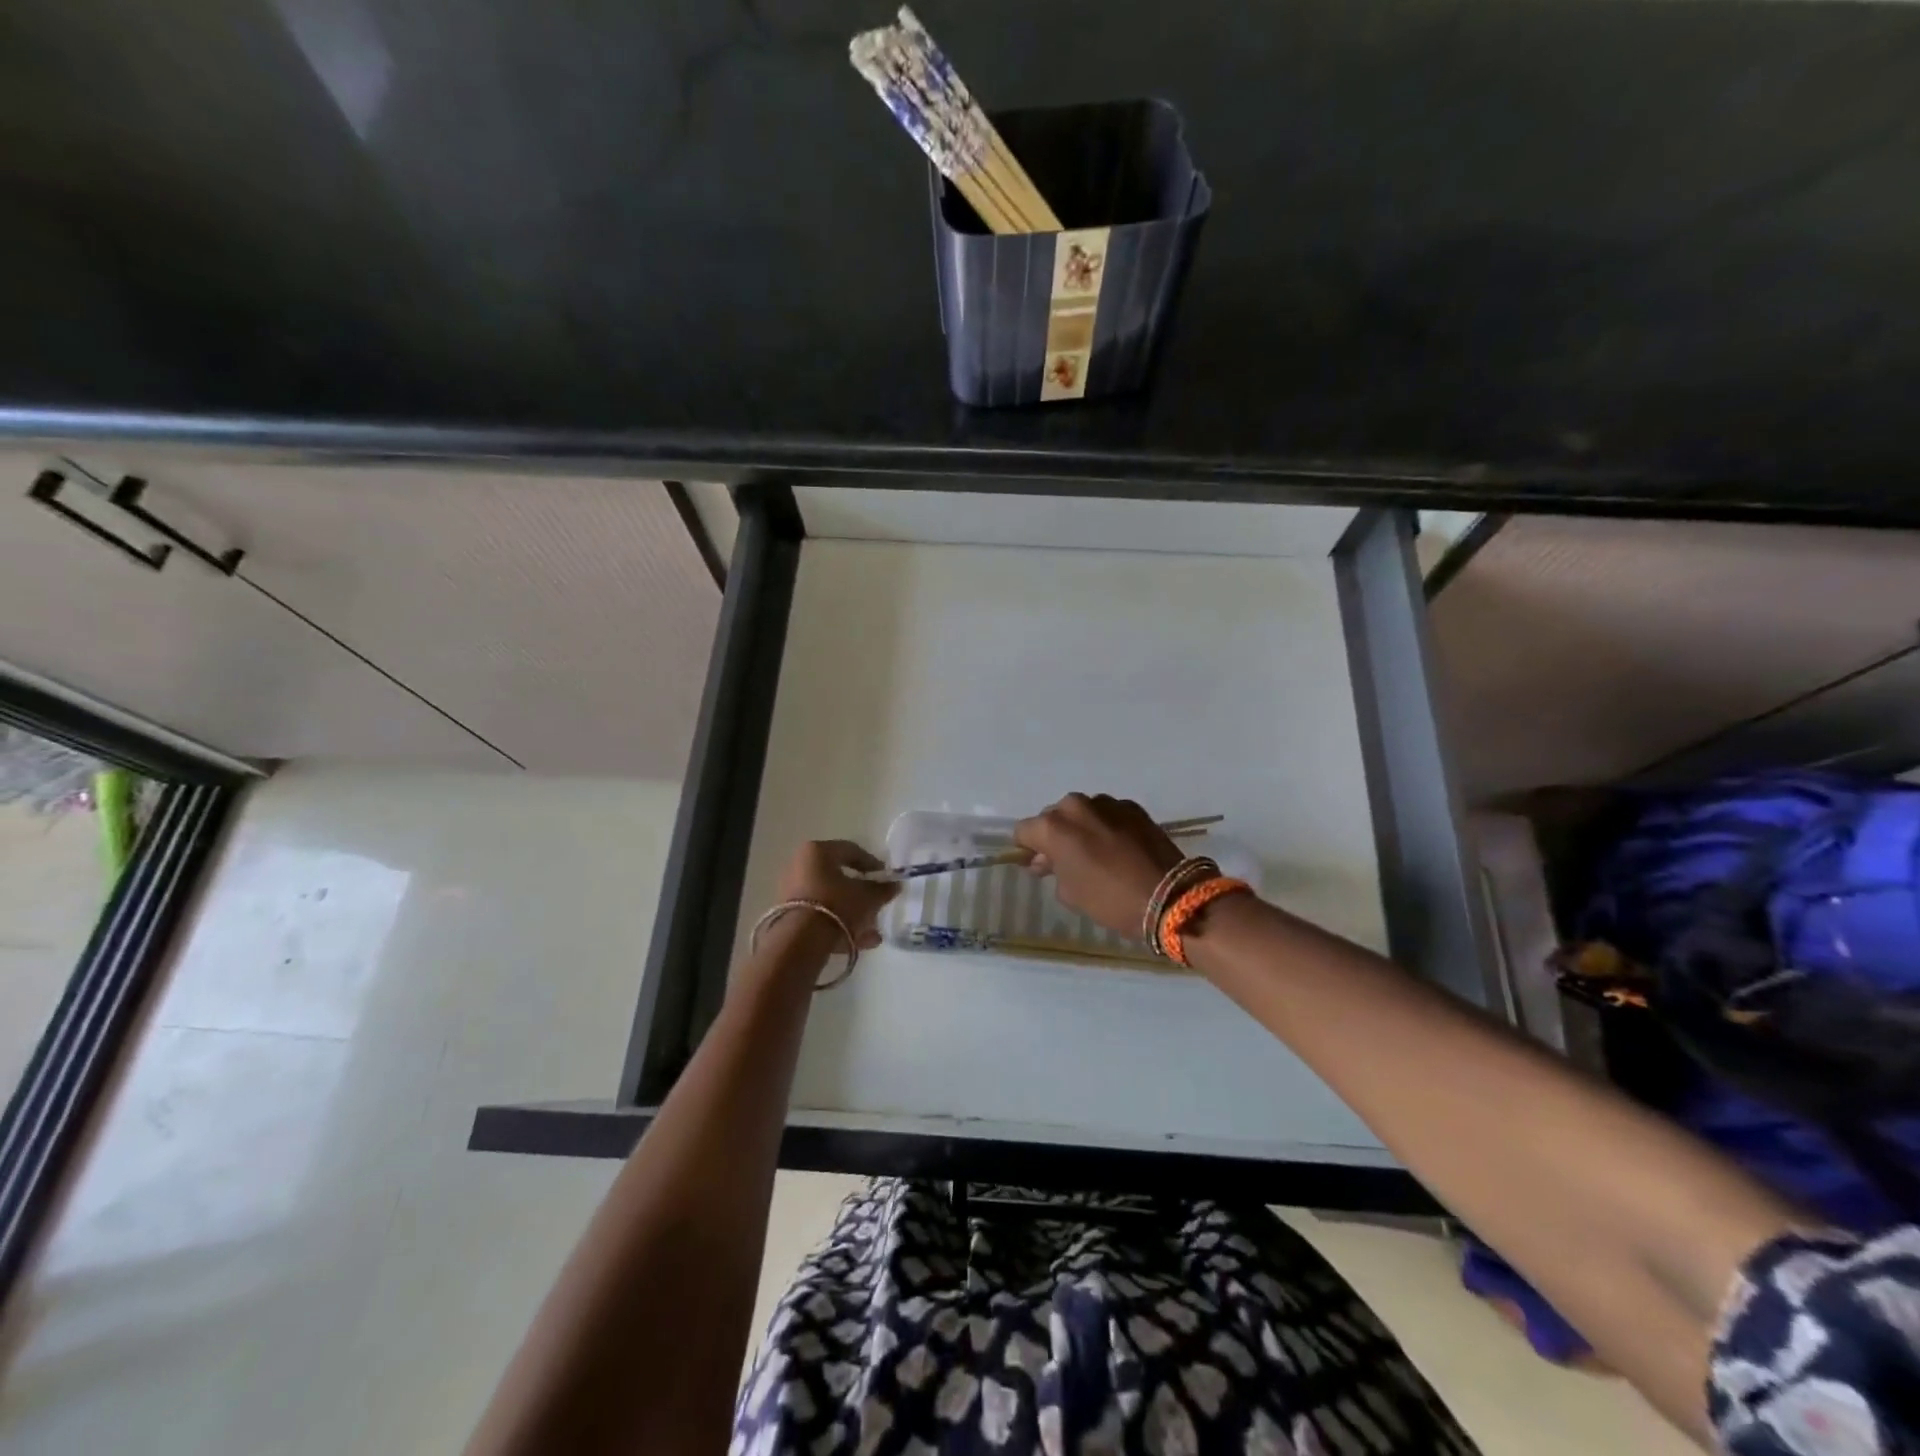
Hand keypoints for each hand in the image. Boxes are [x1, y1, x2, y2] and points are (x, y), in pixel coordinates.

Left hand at [775, 840, 898, 950]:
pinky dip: (840, 925)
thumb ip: (883, 889)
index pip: (850, 850)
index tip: (886, 877)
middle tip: (878, 903)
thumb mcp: (868, 897)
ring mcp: (792, 892)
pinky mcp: (789, 917)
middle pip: (839, 877)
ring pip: (831, 899)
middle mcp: (800, 866)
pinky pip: (821, 916)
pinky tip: (861, 941)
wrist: (801, 941)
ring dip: (853, 913)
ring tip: (873, 930)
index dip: (872, 863)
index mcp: (817, 852)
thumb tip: (894, 885)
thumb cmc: (837, 905)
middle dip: (861, 892)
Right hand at [1013, 794, 1182, 938]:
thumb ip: (1051, 870)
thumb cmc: (1110, 900)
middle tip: (1067, 861)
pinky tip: (1119, 848)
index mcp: (1053, 827)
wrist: (1169, 897)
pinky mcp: (1132, 807)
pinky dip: (1106, 826)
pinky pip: (1108, 813)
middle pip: (1053, 816)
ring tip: (1096, 853)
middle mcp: (1076, 806)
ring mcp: (1106, 803)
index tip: (1038, 865)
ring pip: (1081, 812)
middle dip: (1055, 835)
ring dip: (1082, 828)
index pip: (1024, 831)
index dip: (1027, 848)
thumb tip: (1046, 860)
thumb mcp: (1070, 893)